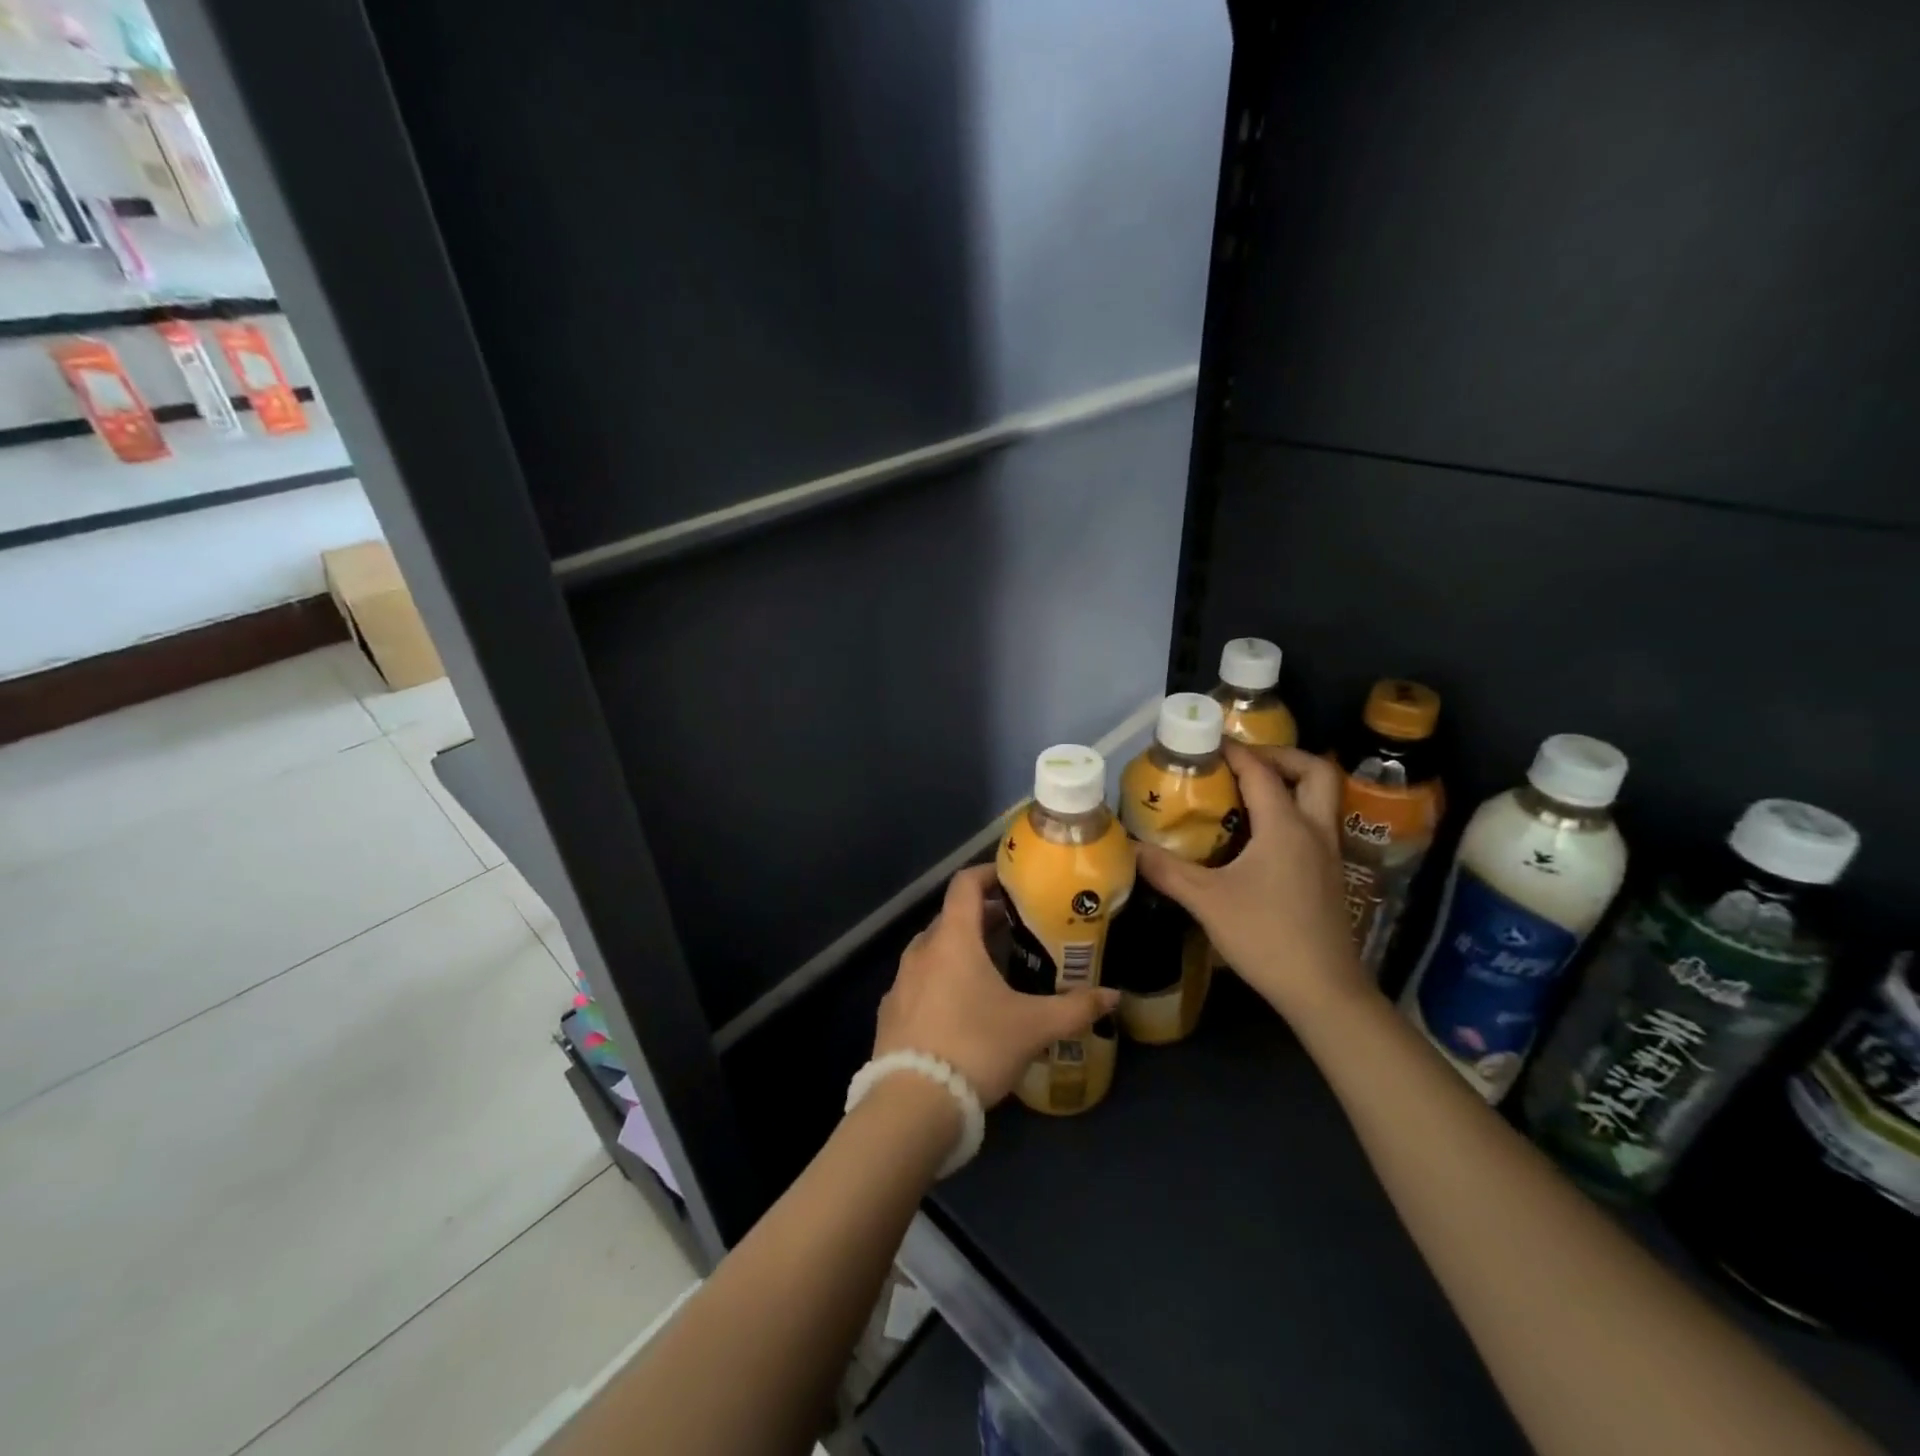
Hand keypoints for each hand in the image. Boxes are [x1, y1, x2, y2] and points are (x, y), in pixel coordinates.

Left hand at [875, 864, 1119, 1105]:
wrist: (912, 1104)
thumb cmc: (976, 1047)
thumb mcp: (1033, 1028)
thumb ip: (1075, 1009)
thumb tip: (1113, 996)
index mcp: (952, 939)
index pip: (965, 885)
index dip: (988, 874)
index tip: (1011, 880)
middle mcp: (921, 951)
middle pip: (951, 918)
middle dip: (981, 917)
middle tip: (1014, 928)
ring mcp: (900, 982)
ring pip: (933, 950)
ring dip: (959, 949)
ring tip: (991, 968)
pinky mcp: (890, 1013)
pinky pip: (918, 982)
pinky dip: (940, 980)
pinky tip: (959, 1008)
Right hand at [1137, 743, 1371, 1024]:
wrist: (1322, 990)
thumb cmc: (1265, 936)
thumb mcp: (1206, 901)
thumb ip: (1167, 870)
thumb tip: (1129, 846)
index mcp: (1285, 826)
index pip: (1261, 771)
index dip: (1233, 750)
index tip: (1205, 742)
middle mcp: (1314, 830)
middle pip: (1314, 770)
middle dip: (1280, 755)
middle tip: (1243, 763)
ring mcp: (1328, 853)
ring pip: (1320, 798)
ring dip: (1290, 783)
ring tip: (1247, 793)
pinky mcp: (1330, 875)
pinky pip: (1315, 823)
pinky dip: (1292, 812)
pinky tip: (1259, 836)